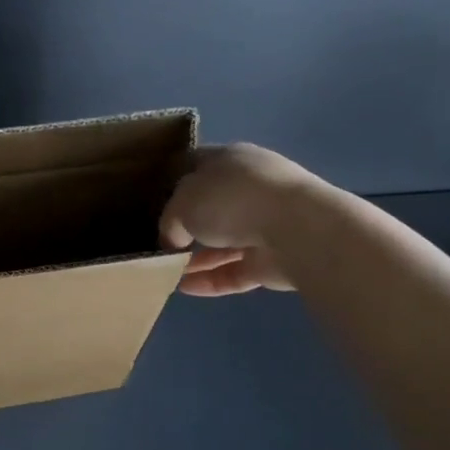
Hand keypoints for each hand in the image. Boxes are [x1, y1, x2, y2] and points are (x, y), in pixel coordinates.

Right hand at [159, 143, 317, 295]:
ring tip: (165, 272)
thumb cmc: (232, 200)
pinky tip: (184, 289)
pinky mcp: (273, 260)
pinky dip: (211, 279)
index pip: (197, 165)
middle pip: (210, 208)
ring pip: (222, 243)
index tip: (152, 199)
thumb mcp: (182, 203)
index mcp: (230, 160)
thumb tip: (173, 240)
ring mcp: (264, 225)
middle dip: (185, 226)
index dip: (173, 180)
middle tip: (158, 242)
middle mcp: (249, 189)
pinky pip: (234, 271)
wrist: (296, 229)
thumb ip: (170, 221)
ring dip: (195, 259)